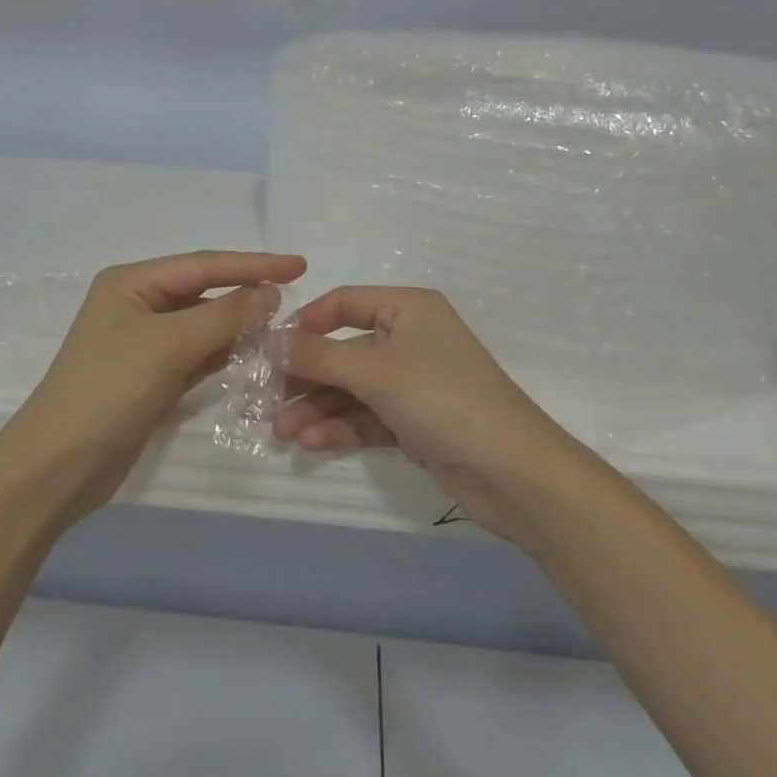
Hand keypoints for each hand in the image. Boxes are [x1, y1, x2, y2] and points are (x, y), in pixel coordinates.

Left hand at [0, 250, 305, 525]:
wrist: (58, 467)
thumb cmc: (107, 391)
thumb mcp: (168, 346)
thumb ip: (223, 316)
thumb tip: (270, 293)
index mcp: (132, 283)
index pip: (203, 265)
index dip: (253, 264)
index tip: (299, 265)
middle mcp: (139, 304)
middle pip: (205, 292)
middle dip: (247, 294)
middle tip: (297, 298)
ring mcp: (146, 342)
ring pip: (205, 324)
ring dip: (241, 326)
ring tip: (284, 327)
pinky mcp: (155, 376)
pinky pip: (200, 354)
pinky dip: (227, 353)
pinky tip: (257, 354)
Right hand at [273, 287, 576, 536]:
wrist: (512, 473)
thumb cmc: (442, 399)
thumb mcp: (374, 371)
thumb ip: (317, 356)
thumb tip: (267, 341)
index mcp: (408, 309)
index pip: (344, 303)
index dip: (305, 322)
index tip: (268, 348)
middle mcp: (409, 339)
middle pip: (343, 350)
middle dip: (305, 376)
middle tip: (264, 399)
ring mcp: (413, 383)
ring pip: (351, 388)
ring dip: (316, 407)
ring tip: (280, 431)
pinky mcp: (415, 422)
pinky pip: (367, 417)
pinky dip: (339, 427)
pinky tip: (309, 443)